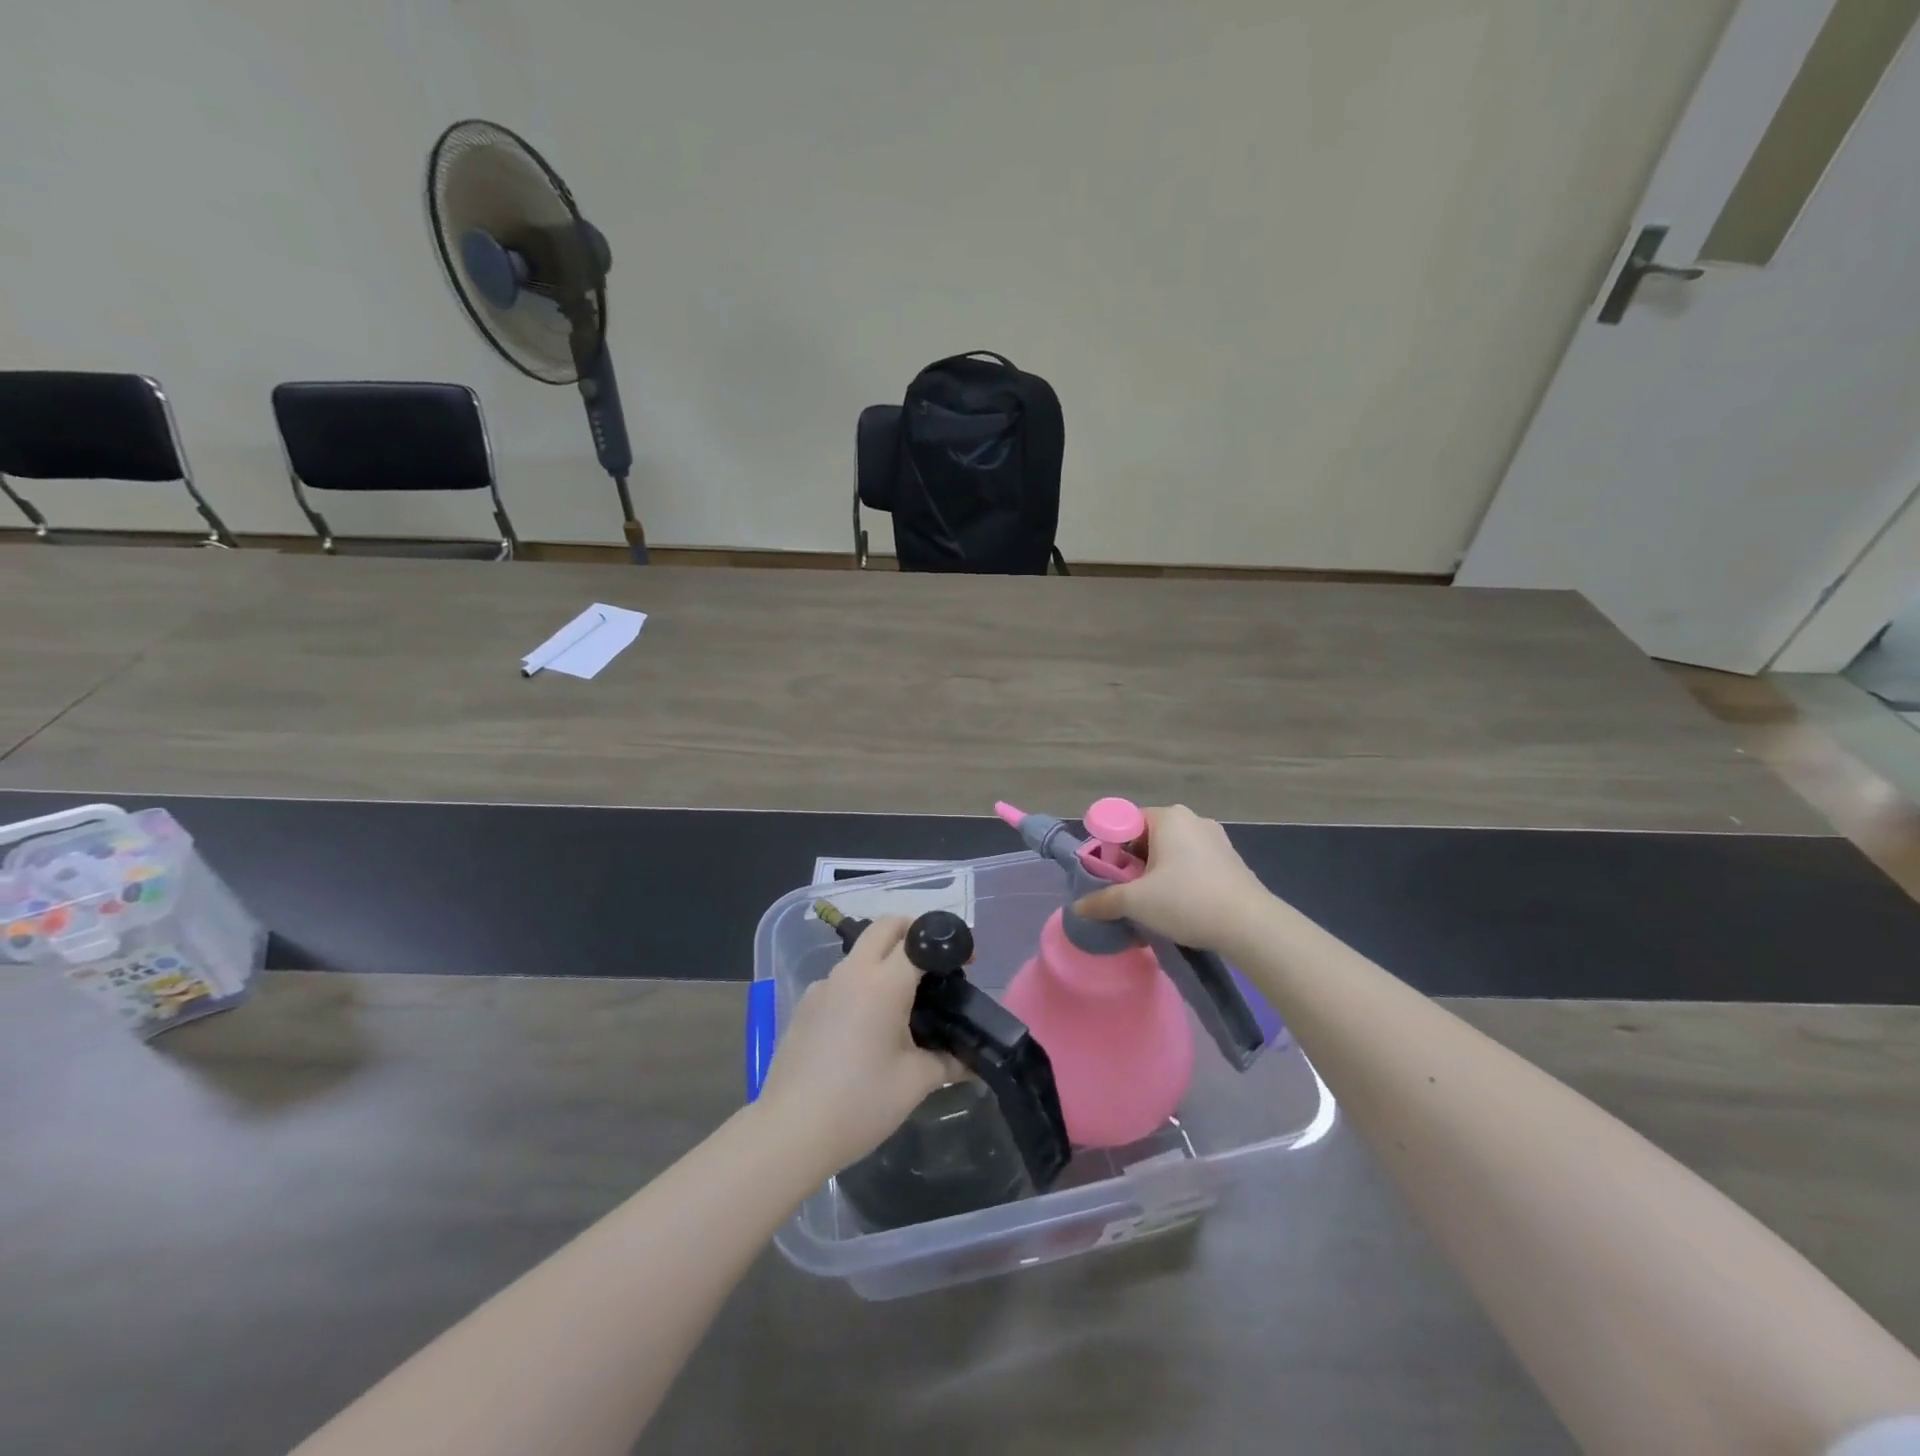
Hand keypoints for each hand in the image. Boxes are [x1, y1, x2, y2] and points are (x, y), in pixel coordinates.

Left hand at [756, 916, 951, 1174]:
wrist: (791, 1131)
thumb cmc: (860, 1103)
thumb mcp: (915, 1083)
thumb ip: (948, 1062)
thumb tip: (972, 1062)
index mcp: (883, 983)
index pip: (917, 939)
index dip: (944, 944)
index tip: (963, 962)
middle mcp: (851, 972)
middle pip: (884, 927)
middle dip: (911, 932)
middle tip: (932, 964)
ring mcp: (823, 986)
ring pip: (860, 952)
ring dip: (883, 960)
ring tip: (902, 1002)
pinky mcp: (805, 1004)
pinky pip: (840, 980)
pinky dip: (860, 985)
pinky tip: (865, 1027)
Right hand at [1074, 805, 1272, 953]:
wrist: (1251, 926)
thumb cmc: (1187, 901)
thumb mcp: (1136, 902)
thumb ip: (1103, 901)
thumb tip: (1078, 908)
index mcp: (1168, 817)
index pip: (1125, 822)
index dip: (1111, 849)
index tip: (1109, 877)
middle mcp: (1193, 820)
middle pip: (1148, 838)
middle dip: (1133, 864)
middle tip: (1127, 894)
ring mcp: (1216, 839)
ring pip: (1172, 853)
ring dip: (1157, 875)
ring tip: (1153, 906)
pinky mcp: (1231, 861)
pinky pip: (1193, 864)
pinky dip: (1180, 880)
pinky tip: (1180, 908)